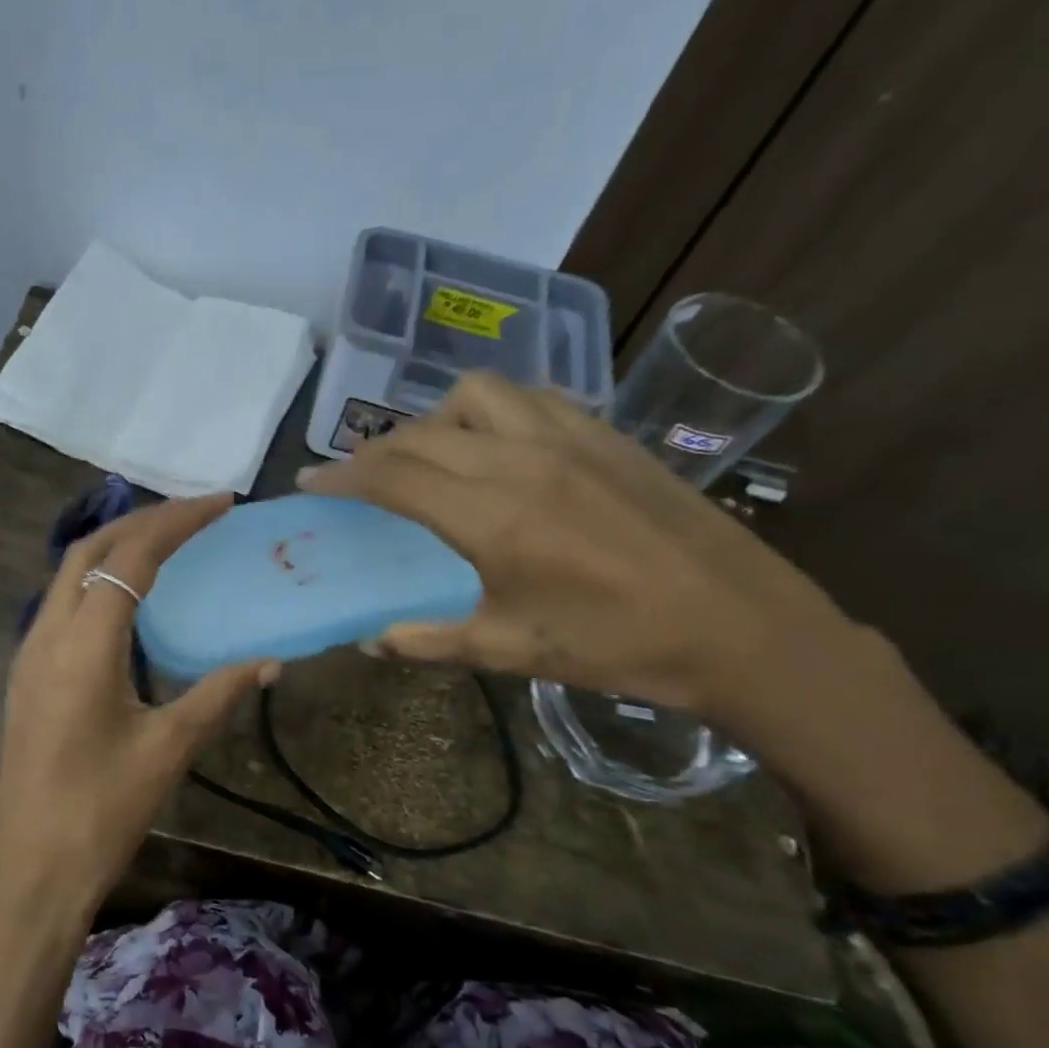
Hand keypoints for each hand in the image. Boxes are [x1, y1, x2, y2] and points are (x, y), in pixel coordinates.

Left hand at [0, 495, 275, 932]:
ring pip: (68, 575)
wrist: (30, 870)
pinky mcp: (27, 678)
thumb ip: (218, 695)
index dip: (177, 521)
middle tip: (196, 516)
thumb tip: (268, 661)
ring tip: (168, 545)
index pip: (131, 557)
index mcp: (83, 644)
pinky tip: (130, 606)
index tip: (221, 503)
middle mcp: (46, 635)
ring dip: (116, 549)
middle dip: (143, 522)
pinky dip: (98, 584)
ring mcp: (29, 656)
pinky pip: (62, 606)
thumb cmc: (101, 810)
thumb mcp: (168, 749)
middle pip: (90, 551)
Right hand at [299, 372, 851, 721]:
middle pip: (423, 431)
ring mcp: (570, 438)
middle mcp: (522, 460)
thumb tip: (372, 641)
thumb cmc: (615, 646)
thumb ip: (428, 642)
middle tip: (358, 481)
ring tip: (429, 456)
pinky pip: (531, 398)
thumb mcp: (509, 652)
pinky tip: (498, 447)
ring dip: (435, 419)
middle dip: (376, 451)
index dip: (342, 477)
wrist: (738, 627)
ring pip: (477, 395)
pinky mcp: (607, 435)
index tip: (310, 483)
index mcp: (492, 516)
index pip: (393, 476)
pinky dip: (492, 412)